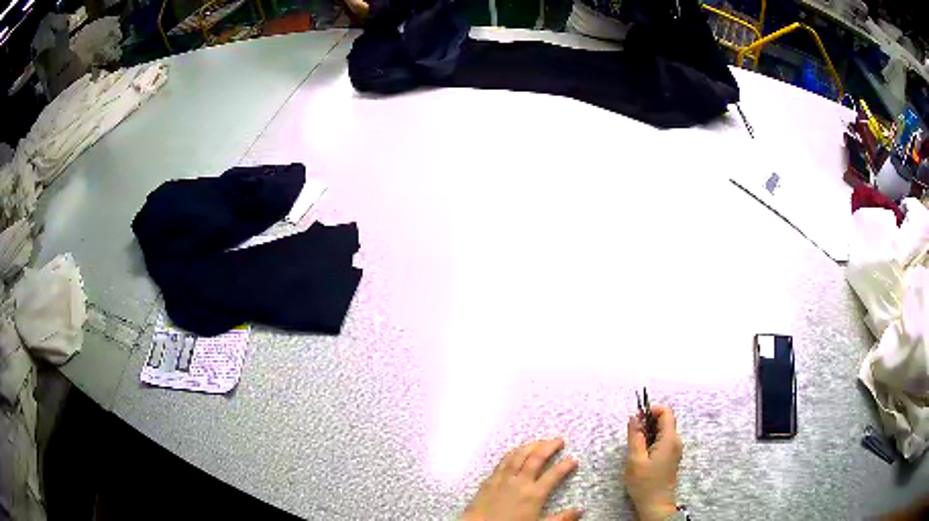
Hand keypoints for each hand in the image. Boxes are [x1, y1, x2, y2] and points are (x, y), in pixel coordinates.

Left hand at [462, 439, 581, 520]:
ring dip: (530, 446)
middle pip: (536, 458)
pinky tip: (515, 452)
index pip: (554, 474)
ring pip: (518, 456)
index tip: (573, 460)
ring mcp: (502, 479)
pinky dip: (512, 454)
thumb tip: (579, 511)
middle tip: (559, 440)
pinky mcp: (489, 481)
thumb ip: (560, 519)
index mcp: (534, 494)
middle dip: (549, 446)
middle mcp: (519, 482)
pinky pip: (502, 462)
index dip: (565, 465)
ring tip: (540, 441)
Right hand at [624, 405, 681, 520]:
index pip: (666, 412)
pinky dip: (652, 441)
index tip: (636, 420)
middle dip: (648, 422)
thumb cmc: (644, 483)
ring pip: (663, 431)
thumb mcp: (635, 460)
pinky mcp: (671, 457)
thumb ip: (635, 437)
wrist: (656, 505)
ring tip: (635, 447)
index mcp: (669, 439)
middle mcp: (676, 441)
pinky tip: (641, 454)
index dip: (651, 410)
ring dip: (648, 433)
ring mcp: (675, 449)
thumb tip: (634, 417)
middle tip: (632, 436)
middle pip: (665, 421)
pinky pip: (663, 441)